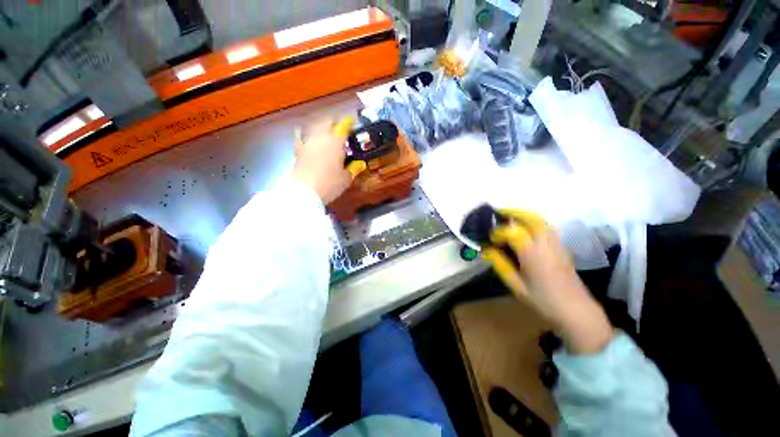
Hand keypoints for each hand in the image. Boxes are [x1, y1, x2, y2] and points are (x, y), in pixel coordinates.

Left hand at [291, 117, 353, 203]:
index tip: (352, 122)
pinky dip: (303, 134)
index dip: (349, 123)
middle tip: (340, 126)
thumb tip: (360, 164)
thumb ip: (354, 169)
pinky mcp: (298, 151)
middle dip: (334, 121)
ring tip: (326, 130)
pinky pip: (300, 138)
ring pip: (314, 127)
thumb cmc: (329, 184)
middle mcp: (321, 138)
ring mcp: (308, 143)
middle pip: (327, 122)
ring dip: (321, 126)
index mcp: (335, 143)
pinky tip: (304, 134)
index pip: (343, 127)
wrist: (304, 192)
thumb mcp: (346, 179)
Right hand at [482, 210, 613, 354]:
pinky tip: (526, 231)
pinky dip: (534, 223)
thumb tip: (487, 251)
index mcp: (533, 254)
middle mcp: (546, 244)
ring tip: (510, 219)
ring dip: (524, 216)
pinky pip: (547, 228)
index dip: (498, 231)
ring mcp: (557, 244)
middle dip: (514, 212)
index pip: (513, 232)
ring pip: (541, 221)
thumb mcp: (517, 286)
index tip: (489, 238)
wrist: (577, 313)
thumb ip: (501, 265)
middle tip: (498, 213)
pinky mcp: (562, 248)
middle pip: (531, 218)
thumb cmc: (544, 301)